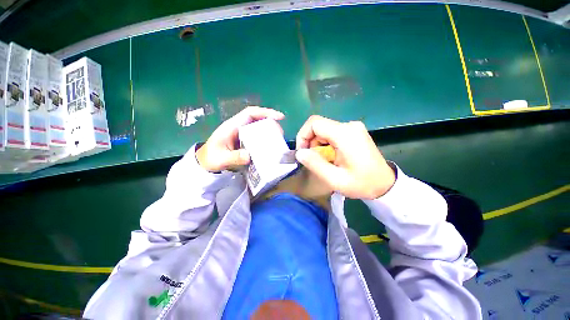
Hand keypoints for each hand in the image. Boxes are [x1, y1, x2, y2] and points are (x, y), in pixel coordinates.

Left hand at [196, 106, 284, 171]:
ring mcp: (242, 133)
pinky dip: (265, 137)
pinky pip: (257, 135)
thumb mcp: (221, 158)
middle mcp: (238, 127)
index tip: (279, 117)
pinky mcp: (244, 140)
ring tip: (279, 138)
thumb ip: (234, 157)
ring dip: (269, 129)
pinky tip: (270, 144)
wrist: (205, 162)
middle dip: (270, 121)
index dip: (265, 112)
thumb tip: (249, 156)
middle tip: (281, 132)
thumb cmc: (211, 158)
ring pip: (258, 126)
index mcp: (232, 126)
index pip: (250, 113)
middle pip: (257, 118)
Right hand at [295, 115, 394, 198]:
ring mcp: (353, 128)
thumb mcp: (334, 179)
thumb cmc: (361, 184)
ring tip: (325, 161)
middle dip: (311, 142)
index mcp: (344, 134)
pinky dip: (326, 144)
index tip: (303, 152)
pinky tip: (332, 156)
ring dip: (318, 144)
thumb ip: (315, 164)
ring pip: (325, 130)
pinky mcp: (354, 132)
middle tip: (314, 160)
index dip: (303, 135)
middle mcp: (349, 126)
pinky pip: (332, 133)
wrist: (385, 184)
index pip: (314, 123)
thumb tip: (299, 152)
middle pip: (319, 126)